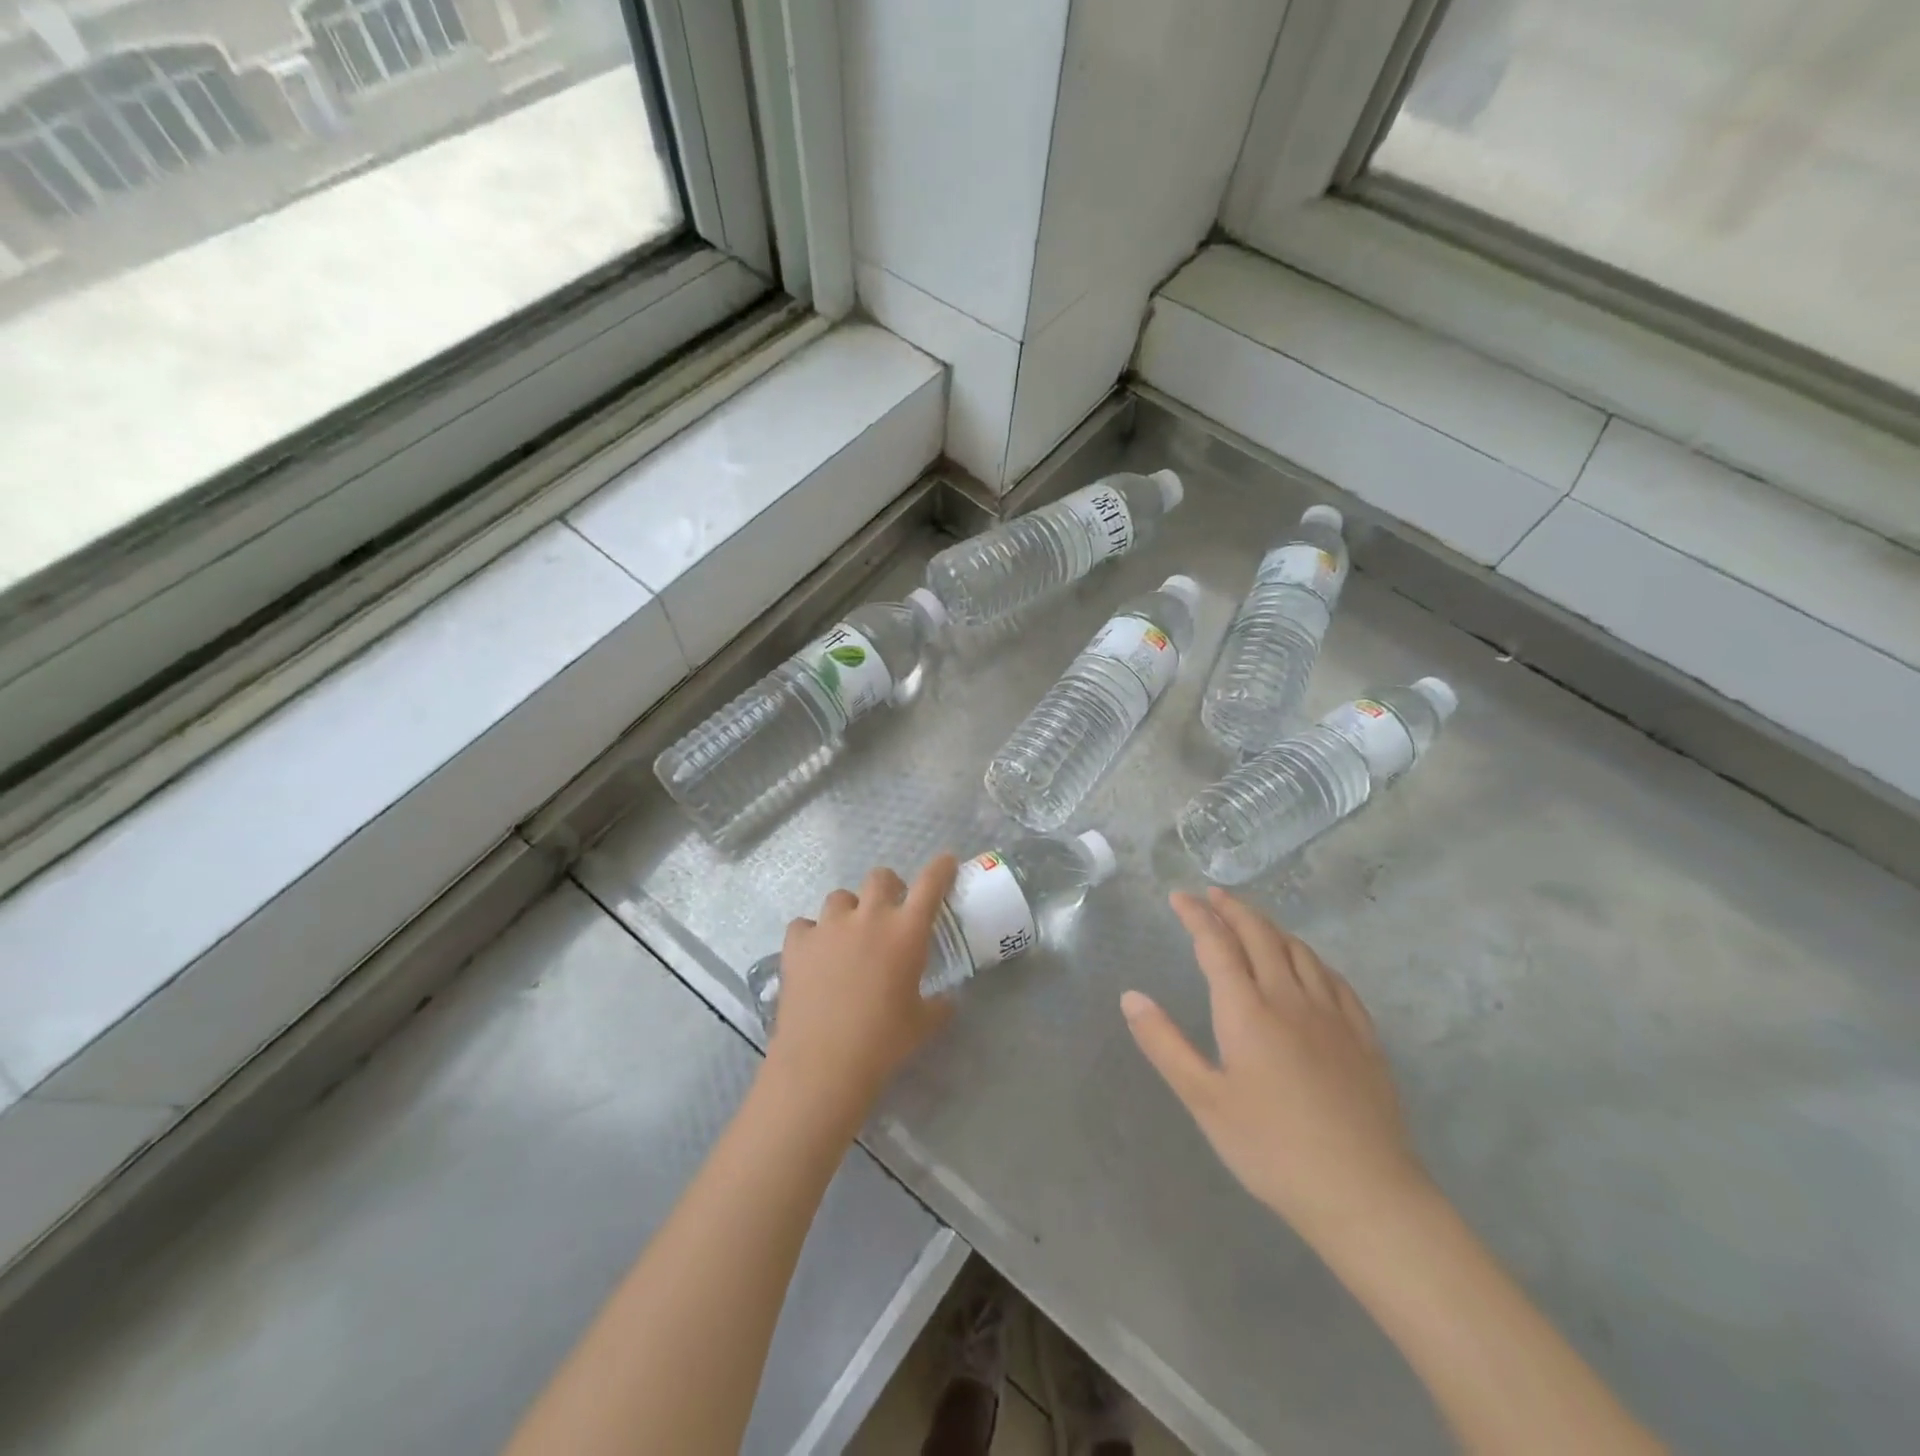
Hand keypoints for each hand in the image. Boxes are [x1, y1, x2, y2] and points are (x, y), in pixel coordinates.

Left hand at [767, 856, 958, 1111]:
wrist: (823, 1062)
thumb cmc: (883, 1041)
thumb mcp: (923, 1024)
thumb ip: (940, 1005)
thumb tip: (948, 1002)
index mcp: (906, 931)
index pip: (931, 883)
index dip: (941, 868)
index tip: (946, 862)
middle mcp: (869, 917)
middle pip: (880, 877)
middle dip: (889, 887)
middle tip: (890, 910)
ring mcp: (829, 926)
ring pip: (840, 897)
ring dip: (849, 910)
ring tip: (848, 936)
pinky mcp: (797, 943)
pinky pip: (805, 925)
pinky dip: (812, 935)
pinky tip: (814, 955)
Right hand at [1122, 888, 1431, 1252]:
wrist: (1364, 1193)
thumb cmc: (1271, 1148)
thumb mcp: (1204, 1100)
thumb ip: (1165, 1043)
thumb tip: (1131, 996)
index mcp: (1247, 1010)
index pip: (1216, 944)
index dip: (1196, 915)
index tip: (1179, 897)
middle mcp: (1289, 998)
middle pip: (1260, 935)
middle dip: (1233, 909)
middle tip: (1213, 895)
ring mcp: (1332, 1014)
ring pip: (1299, 950)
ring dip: (1270, 926)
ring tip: (1253, 921)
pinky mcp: (1363, 1035)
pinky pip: (1334, 978)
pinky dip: (1310, 957)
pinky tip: (1308, 964)